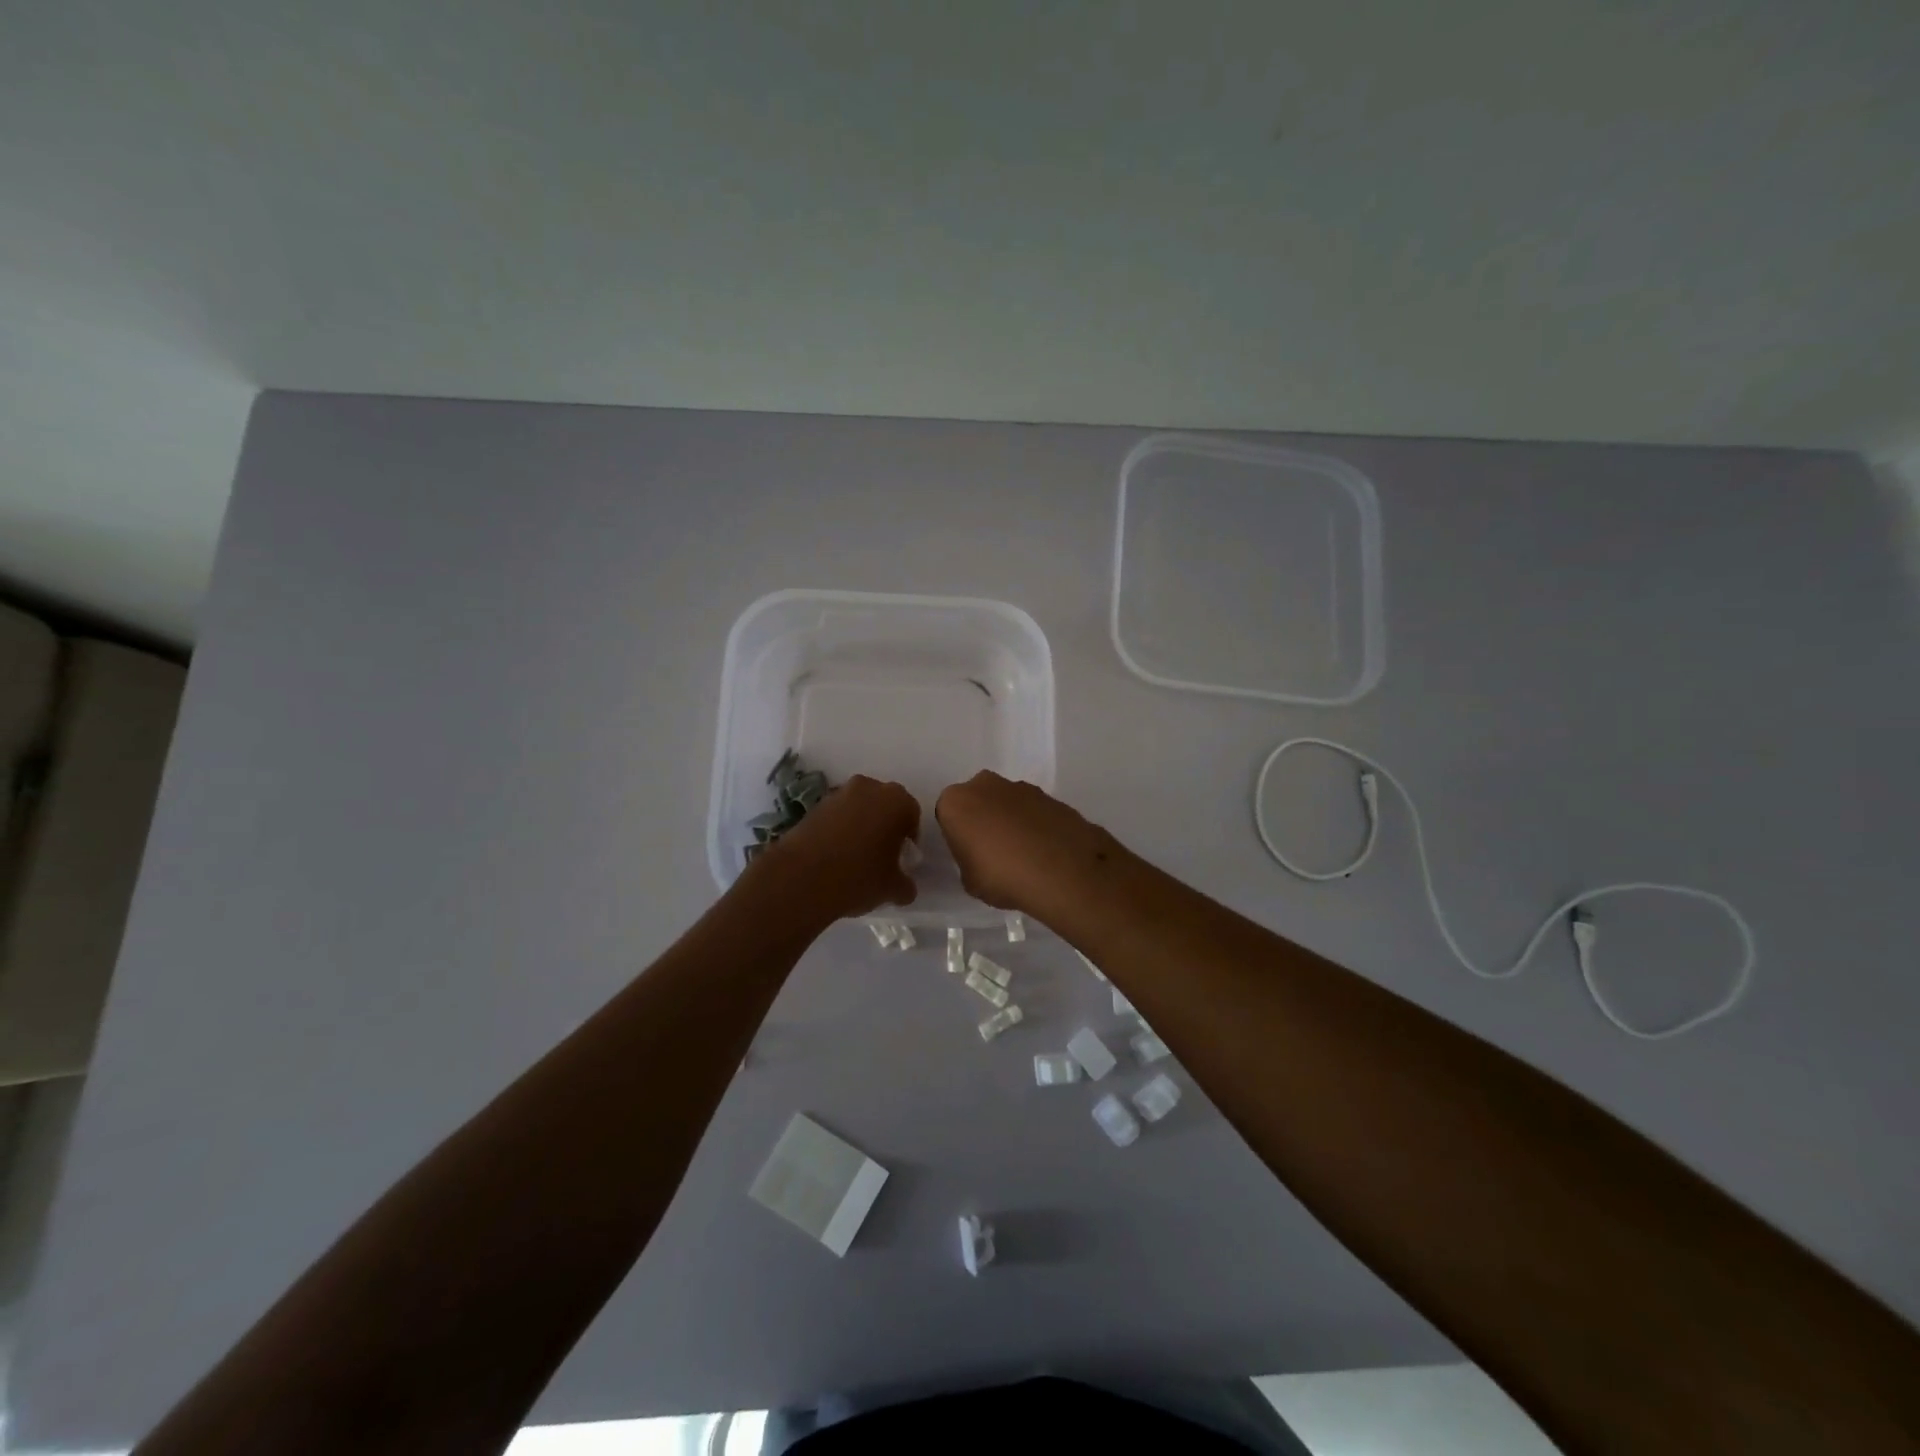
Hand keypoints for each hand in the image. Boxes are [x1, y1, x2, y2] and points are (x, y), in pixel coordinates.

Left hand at [759, 774, 920, 921]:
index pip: (912, 815)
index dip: (909, 838)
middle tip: (880, 855)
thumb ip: (906, 884)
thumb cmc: (859, 877)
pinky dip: (838, 830)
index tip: (902, 859)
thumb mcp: (893, 889)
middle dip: (885, 826)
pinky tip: (833, 856)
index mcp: (897, 801)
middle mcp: (869, 788)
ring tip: (854, 858)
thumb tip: (904, 886)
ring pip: (858, 809)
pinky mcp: (812, 805)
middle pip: (884, 806)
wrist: (801, 878)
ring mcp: (838, 794)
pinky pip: (836, 816)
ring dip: (860, 826)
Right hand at [935, 771, 1111, 914]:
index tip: (968, 854)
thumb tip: (980, 857)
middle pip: (978, 800)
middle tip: (994, 851)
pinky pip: (1034, 811)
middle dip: (984, 819)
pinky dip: (1036, 825)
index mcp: (955, 801)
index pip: (948, 815)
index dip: (957, 835)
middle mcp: (985, 784)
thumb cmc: (1001, 875)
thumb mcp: (969, 880)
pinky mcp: (1051, 795)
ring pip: (1008, 803)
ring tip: (1025, 854)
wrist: (1061, 870)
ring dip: (1012, 820)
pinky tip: (1045, 852)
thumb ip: (969, 860)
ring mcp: (1021, 787)